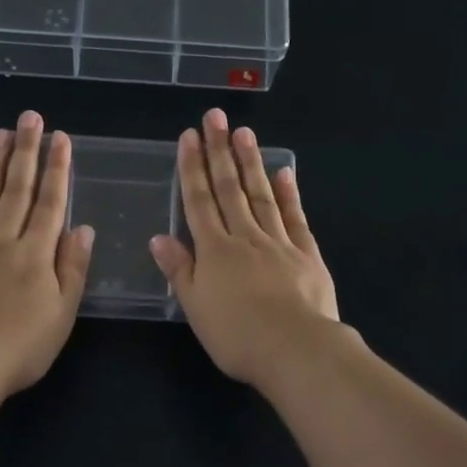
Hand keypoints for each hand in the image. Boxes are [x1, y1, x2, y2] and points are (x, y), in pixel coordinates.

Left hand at [0, 111, 92, 396]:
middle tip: (29, 118)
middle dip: (25, 152)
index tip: (60, 138)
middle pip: (17, 190)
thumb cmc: (22, 346)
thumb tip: (83, 228)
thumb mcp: (63, 313)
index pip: (51, 203)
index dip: (57, 169)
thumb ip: (73, 268)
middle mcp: (3, 241)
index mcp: (36, 254)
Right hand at [150, 108, 341, 388]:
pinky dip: (289, 194)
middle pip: (229, 189)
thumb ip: (179, 270)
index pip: (199, 202)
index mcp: (215, 251)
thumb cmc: (238, 336)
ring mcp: (279, 243)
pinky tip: (285, 171)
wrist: (295, 349)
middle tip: (215, 117)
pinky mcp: (307, 254)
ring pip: (261, 195)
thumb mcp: (196, 308)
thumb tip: (159, 237)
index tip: (189, 137)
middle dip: (219, 151)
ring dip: (251, 163)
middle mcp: (245, 238)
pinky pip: (295, 217)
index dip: (192, 169)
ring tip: (244, 132)